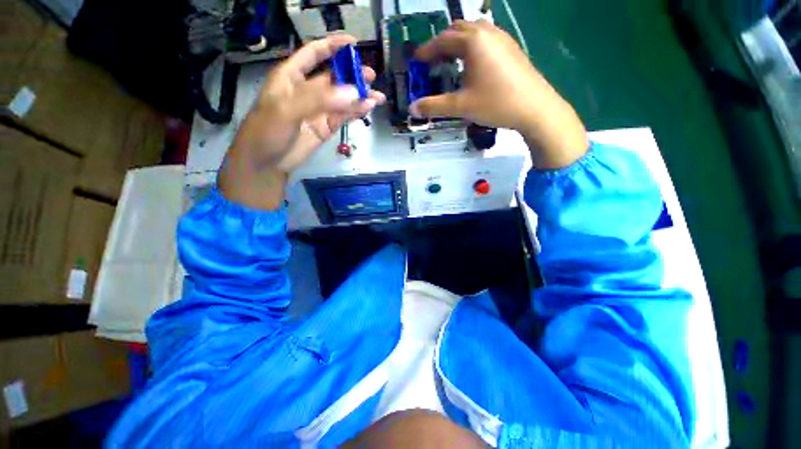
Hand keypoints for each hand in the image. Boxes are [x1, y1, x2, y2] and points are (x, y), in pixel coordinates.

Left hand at [219, 34, 385, 209]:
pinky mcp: (326, 127)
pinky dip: (356, 112)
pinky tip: (368, 108)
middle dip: (352, 74)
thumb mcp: (286, 109)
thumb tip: (353, 92)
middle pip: (334, 77)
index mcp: (291, 76)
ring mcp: (318, 110)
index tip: (352, 43)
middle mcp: (307, 90)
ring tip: (377, 96)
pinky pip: (344, 116)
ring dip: (359, 96)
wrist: (266, 162)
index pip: (313, 53)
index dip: (332, 46)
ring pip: (343, 99)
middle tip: (371, 76)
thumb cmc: (267, 131)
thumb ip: (318, 99)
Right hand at [410, 21, 587, 168]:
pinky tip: (473, 64)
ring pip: (473, 31)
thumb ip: (434, 106)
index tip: (416, 62)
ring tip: (450, 62)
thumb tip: (412, 108)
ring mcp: (502, 37)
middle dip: (441, 43)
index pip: (442, 40)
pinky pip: (486, 38)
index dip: (426, 51)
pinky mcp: (511, 47)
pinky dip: (473, 46)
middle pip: (457, 29)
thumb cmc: (495, 104)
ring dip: (457, 42)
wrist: (534, 108)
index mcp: (472, 41)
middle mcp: (487, 32)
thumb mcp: (461, 106)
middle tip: (432, 62)